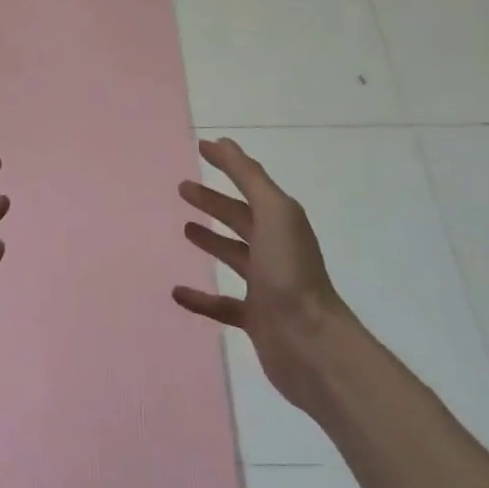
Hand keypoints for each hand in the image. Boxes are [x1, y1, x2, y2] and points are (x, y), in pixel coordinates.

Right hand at [173, 137, 357, 414]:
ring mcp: (265, 284)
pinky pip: (221, 304)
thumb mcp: (273, 213)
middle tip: (182, 188)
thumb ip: (249, 177)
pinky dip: (200, 298)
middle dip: (214, 201)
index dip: (228, 164)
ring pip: (233, 255)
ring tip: (185, 228)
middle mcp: (275, 248)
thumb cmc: (290, 272)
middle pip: (240, 218)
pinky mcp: (255, 318)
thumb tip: (223, 143)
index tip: (201, 148)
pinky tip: (177, 292)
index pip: (250, 184)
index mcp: (281, 221)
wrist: (312, 345)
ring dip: (211, 240)